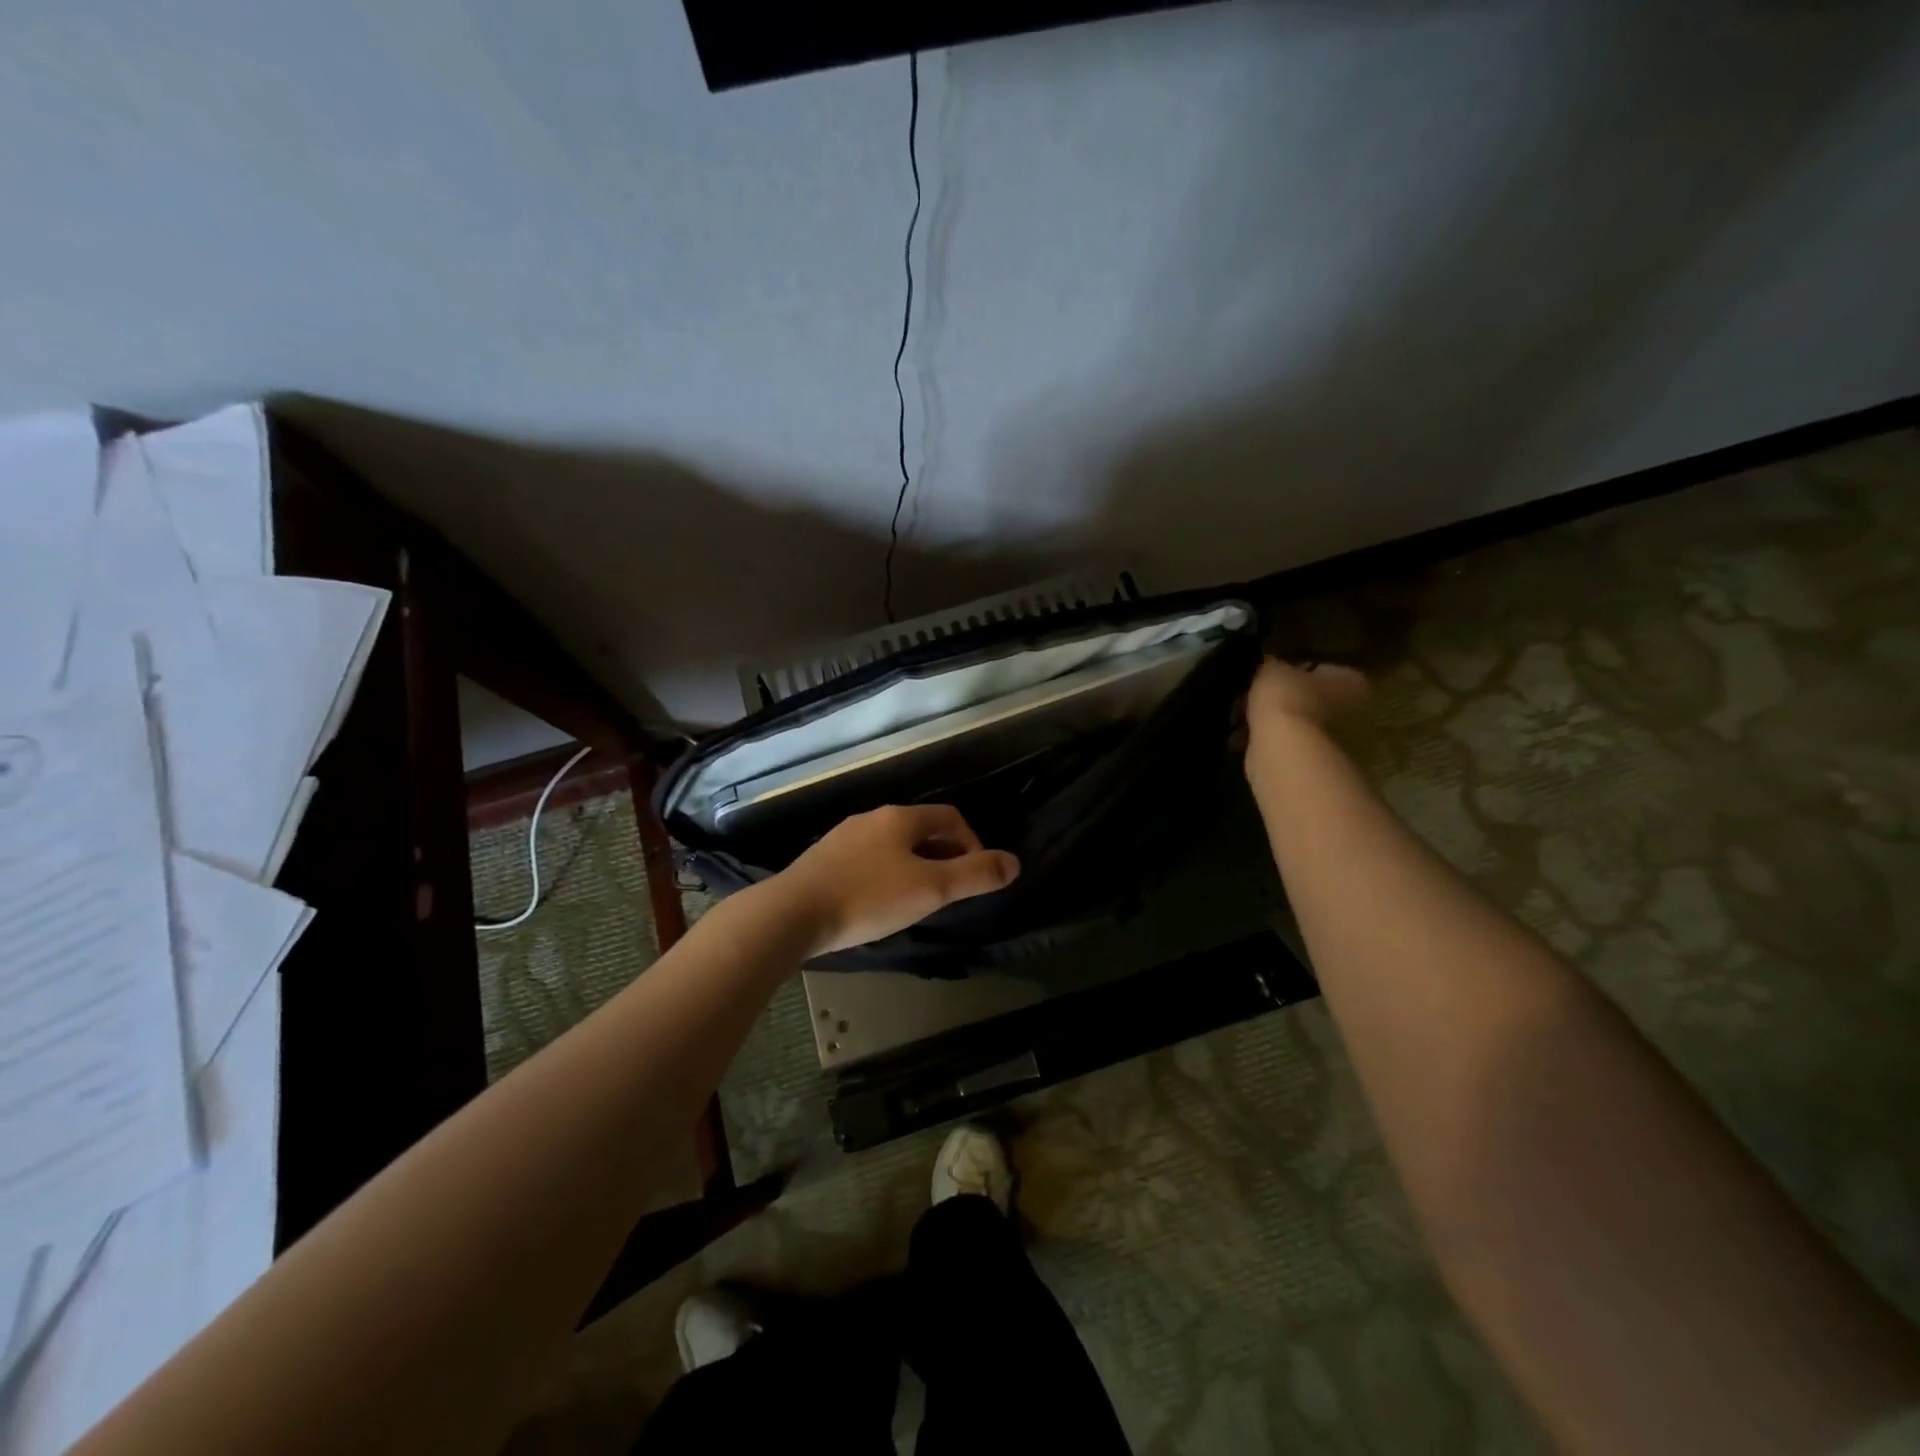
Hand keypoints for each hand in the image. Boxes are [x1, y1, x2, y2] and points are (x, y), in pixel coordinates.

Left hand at [770, 804, 1020, 956]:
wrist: (791, 914)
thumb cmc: (868, 898)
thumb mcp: (930, 889)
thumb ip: (975, 876)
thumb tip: (1014, 862)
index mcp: (900, 818)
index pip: (950, 818)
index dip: (972, 844)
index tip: (974, 878)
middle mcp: (872, 818)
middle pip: (921, 830)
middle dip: (944, 857)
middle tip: (949, 893)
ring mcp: (844, 837)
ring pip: (893, 846)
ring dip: (915, 867)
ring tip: (917, 901)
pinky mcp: (823, 860)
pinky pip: (868, 860)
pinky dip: (886, 876)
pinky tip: (878, 904)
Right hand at [1242, 657, 1370, 763]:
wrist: (1282, 748)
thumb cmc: (1287, 698)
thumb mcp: (1271, 667)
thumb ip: (1271, 664)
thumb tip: (1265, 664)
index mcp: (1351, 681)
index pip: (1325, 669)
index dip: (1297, 669)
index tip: (1273, 673)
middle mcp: (1351, 711)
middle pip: (1309, 697)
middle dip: (1283, 698)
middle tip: (1252, 695)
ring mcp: (1332, 739)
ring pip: (1294, 722)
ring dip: (1271, 721)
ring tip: (1240, 717)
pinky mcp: (1309, 760)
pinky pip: (1282, 742)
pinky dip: (1264, 740)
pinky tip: (1242, 736)